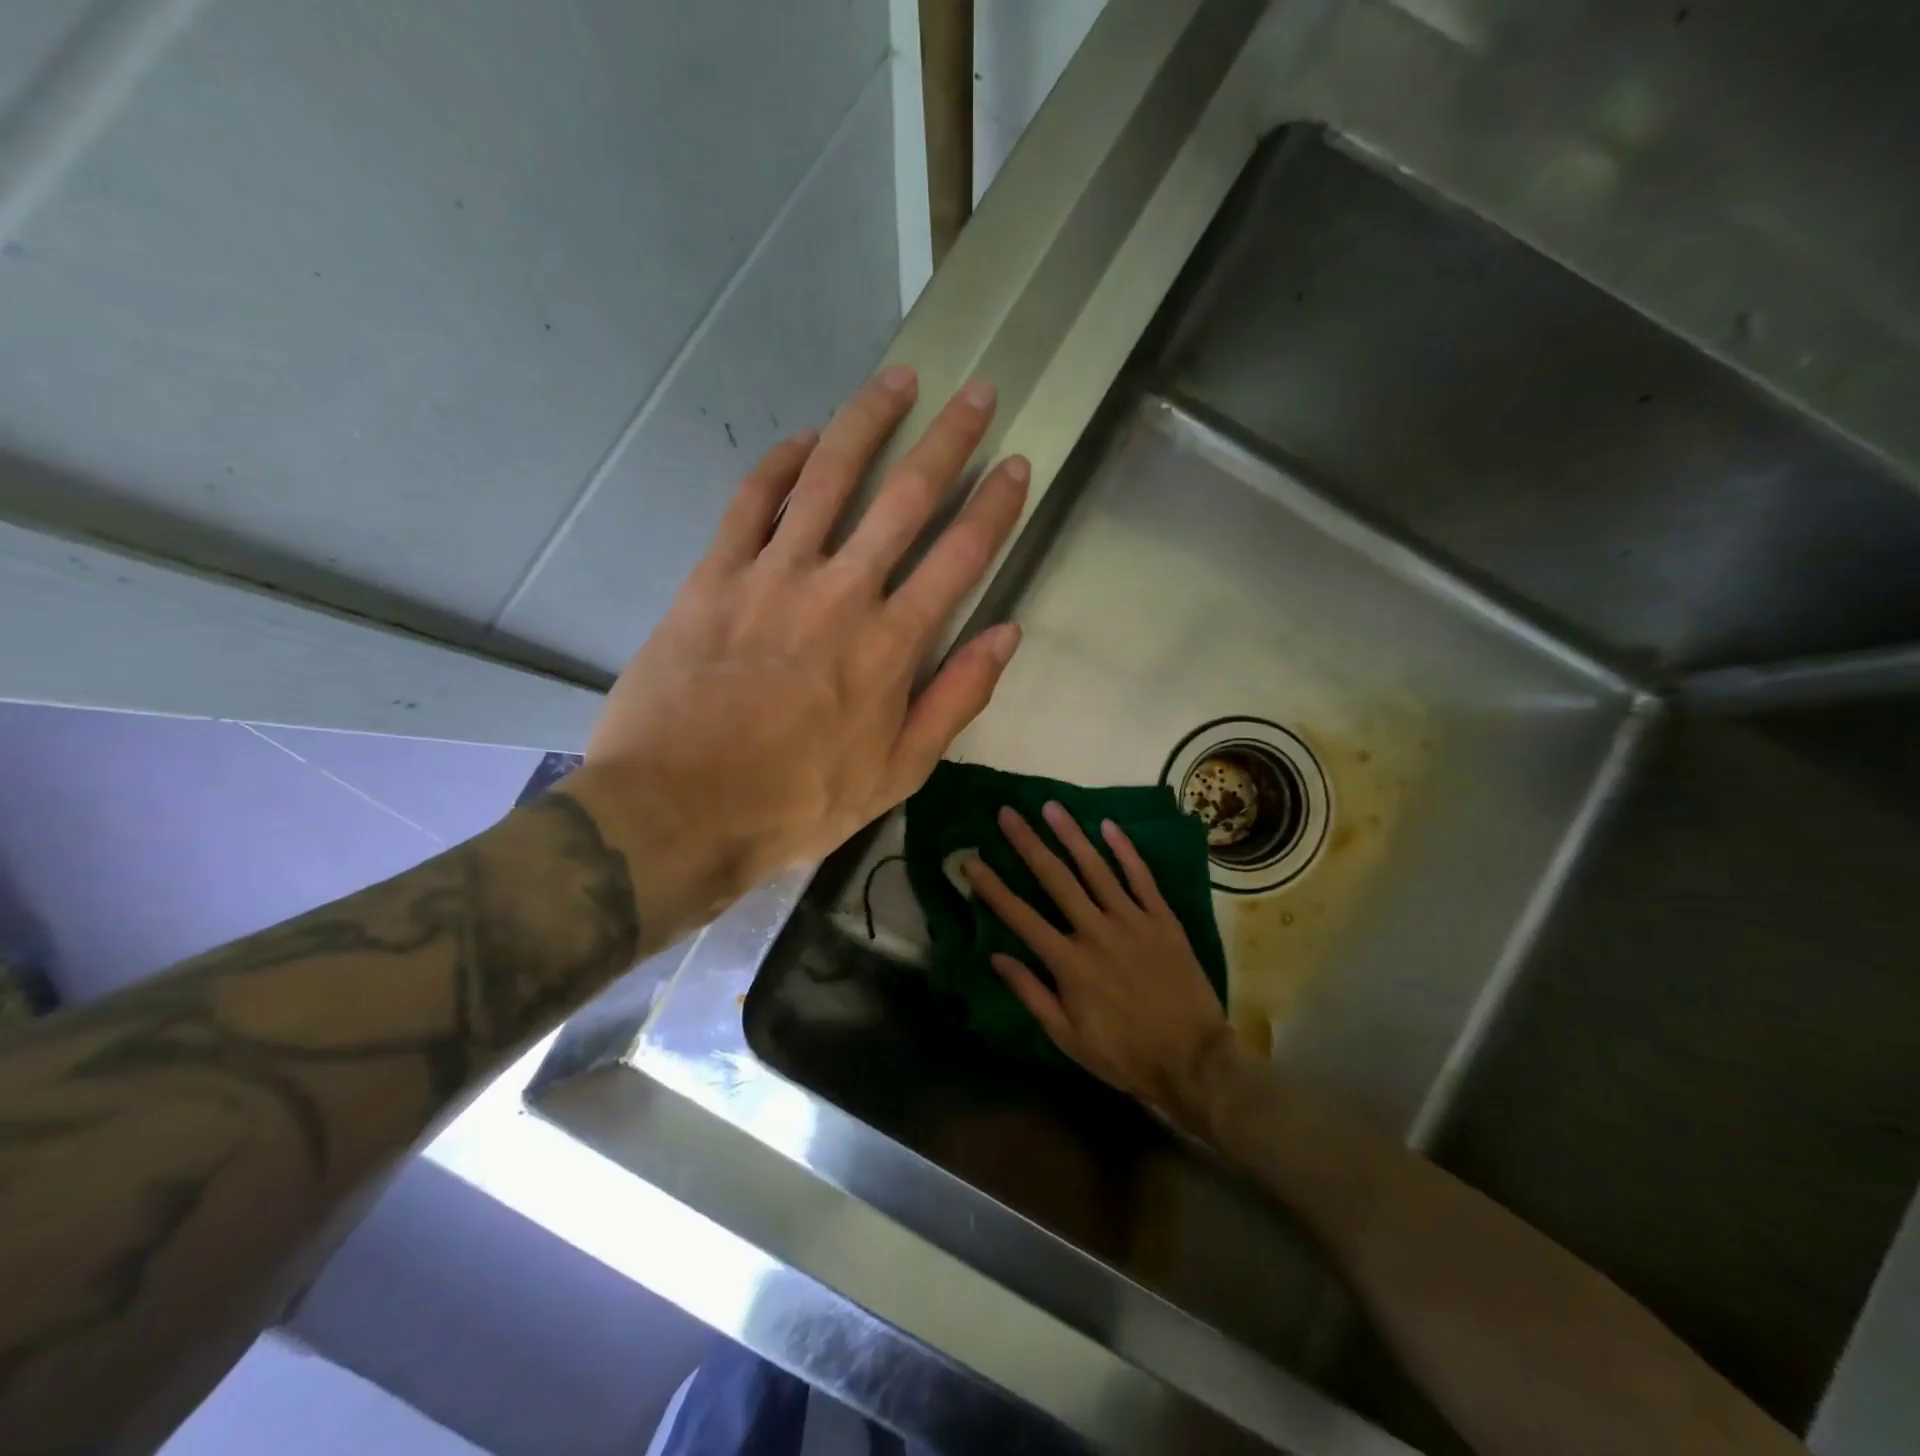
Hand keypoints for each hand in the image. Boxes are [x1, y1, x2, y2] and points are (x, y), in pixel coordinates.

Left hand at [566, 366, 1029, 931]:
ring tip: (898, 380)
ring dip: (868, 422)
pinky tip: (802, 439)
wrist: (678, 809)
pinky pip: (751, 501)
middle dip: (949, 440)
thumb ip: (955, 699)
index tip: (1016, 466)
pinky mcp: (714, 575)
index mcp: (891, 645)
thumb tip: (1006, 634)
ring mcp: (773, 576)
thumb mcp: (897, 773)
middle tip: (978, 393)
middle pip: (905, 497)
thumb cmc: (796, 802)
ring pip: (828, 476)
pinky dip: (779, 463)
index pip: (961, 555)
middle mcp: (841, 592)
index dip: (995, 505)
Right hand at [962, 802, 1234, 1128]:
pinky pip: (1141, 878)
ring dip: (1071, 835)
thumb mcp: (1068, 1038)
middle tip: (1007, 813)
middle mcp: (1096, 931)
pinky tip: (1108, 825)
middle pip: (1055, 879)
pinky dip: (1125, 850)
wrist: (1194, 1060)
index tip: (970, 860)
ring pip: (1096, 869)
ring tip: (1050, 807)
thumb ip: (1032, 994)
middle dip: (1027, 844)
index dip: (991, 887)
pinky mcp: (1163, 919)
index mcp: (1069, 962)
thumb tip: (997, 957)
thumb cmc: (1125, 1054)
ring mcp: (1132, 921)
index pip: (1020, 916)